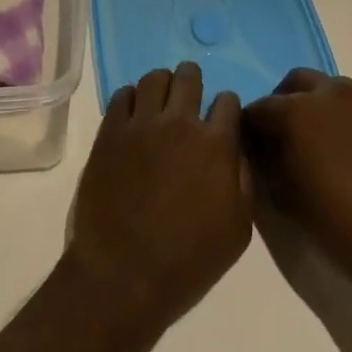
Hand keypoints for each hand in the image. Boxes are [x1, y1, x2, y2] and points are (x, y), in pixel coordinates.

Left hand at [64, 64, 251, 336]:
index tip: (222, 116)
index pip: (228, 101)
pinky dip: (131, 97)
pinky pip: (121, 95)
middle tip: (190, 90)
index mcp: (216, 146)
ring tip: (161, 98)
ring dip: (162, 84)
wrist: (123, 274)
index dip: (227, 106)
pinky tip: (134, 112)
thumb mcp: (237, 231)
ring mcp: (141, 124)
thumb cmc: (188, 261)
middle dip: (193, 79)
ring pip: (154, 79)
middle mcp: (179, 123)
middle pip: (188, 77)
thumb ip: (242, 181)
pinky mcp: (110, 131)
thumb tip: (236, 151)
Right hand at [243, 70, 351, 320]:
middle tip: (285, 136)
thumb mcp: (282, 194)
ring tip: (326, 147)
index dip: (251, 127)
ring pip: (337, 93)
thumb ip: (265, 159)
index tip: (252, 146)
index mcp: (299, 108)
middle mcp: (335, 94)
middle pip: (298, 82)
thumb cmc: (336, 222)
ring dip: (323, 109)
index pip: (260, 108)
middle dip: (285, 102)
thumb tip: (262, 145)